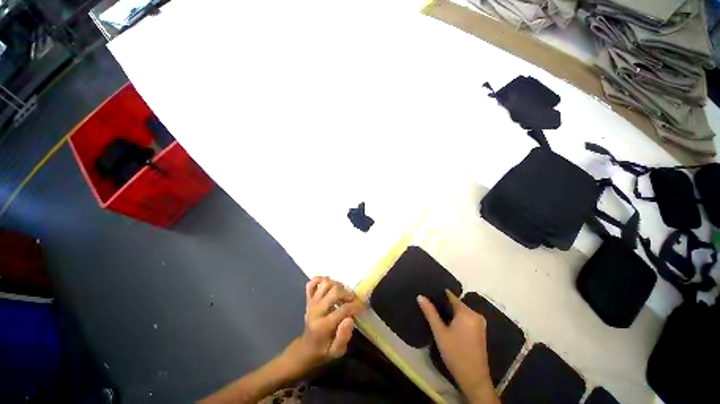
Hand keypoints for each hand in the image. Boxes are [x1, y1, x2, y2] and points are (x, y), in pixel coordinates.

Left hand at [283, 277, 364, 374]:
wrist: (305, 349)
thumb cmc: (324, 350)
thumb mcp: (336, 352)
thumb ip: (343, 337)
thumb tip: (350, 319)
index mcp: (323, 325)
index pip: (343, 309)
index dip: (356, 306)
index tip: (363, 307)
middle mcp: (316, 310)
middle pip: (335, 291)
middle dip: (348, 294)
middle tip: (352, 301)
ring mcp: (311, 302)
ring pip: (326, 283)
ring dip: (337, 285)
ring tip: (342, 295)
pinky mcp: (308, 299)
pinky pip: (312, 283)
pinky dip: (320, 280)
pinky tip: (329, 286)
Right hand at [418, 290, 497, 402]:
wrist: (474, 379)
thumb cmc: (455, 354)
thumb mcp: (440, 332)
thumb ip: (430, 313)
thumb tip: (420, 296)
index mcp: (467, 312)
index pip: (450, 295)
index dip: (438, 293)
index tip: (427, 292)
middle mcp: (475, 314)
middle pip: (456, 303)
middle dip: (443, 304)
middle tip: (428, 303)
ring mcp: (479, 323)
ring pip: (460, 311)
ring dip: (449, 312)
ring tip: (434, 311)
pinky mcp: (479, 331)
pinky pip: (465, 318)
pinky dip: (456, 318)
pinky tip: (446, 322)